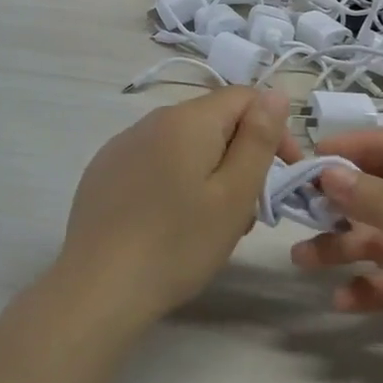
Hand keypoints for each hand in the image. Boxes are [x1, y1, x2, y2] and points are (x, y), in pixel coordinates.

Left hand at [54, 88, 293, 331]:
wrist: (97, 288)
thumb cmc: (178, 243)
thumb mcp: (234, 194)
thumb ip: (258, 139)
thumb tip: (276, 94)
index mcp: (188, 119)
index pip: (244, 98)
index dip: (273, 129)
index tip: (284, 172)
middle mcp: (152, 120)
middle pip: (213, 121)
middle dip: (240, 156)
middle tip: (248, 210)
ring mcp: (122, 145)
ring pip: (183, 144)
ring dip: (208, 171)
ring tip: (211, 223)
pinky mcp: (104, 171)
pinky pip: (153, 162)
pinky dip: (174, 181)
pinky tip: (169, 223)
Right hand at [291, 131, 382, 382]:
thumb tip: (328, 173)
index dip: (360, 146)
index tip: (316, 154)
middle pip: (382, 192)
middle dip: (342, 200)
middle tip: (299, 205)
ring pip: (376, 239)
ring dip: (341, 246)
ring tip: (302, 258)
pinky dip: (362, 287)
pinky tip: (342, 301)